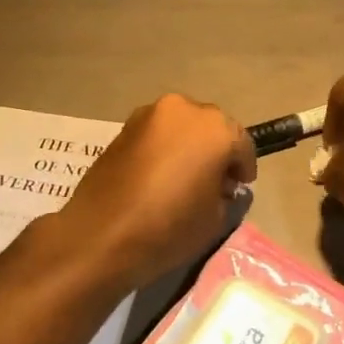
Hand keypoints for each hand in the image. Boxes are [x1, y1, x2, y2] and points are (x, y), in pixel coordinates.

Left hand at [59, 93, 256, 290]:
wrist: (100, 234)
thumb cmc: (168, 228)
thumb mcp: (215, 219)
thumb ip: (226, 194)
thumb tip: (220, 186)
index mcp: (215, 129)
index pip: (242, 145)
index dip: (243, 170)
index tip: (238, 189)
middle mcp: (185, 110)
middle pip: (212, 128)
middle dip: (216, 151)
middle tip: (213, 182)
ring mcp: (150, 114)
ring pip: (182, 126)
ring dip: (188, 146)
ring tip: (182, 178)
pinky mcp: (125, 126)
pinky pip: (157, 134)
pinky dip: (164, 148)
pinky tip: (158, 175)